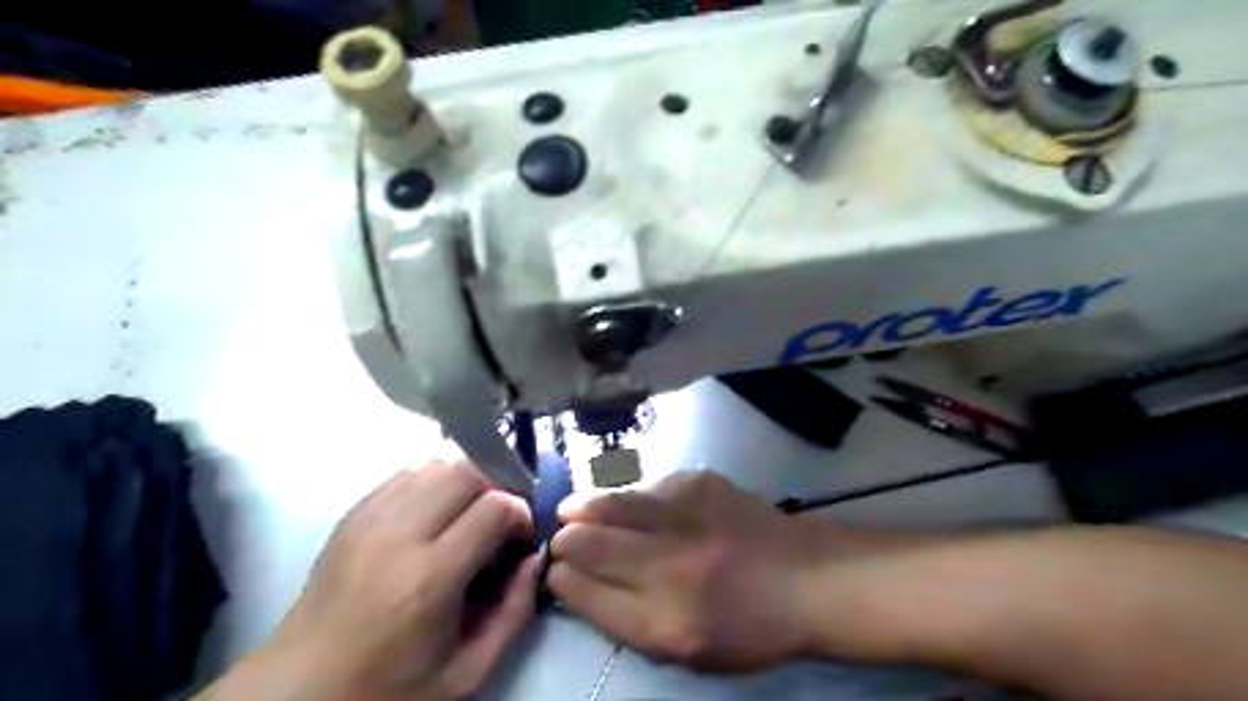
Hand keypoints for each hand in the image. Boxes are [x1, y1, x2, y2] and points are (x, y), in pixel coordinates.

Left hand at [220, 460, 541, 700]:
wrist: (300, 692)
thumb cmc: (390, 688)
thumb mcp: (468, 671)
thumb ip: (515, 611)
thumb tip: (536, 557)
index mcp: (429, 578)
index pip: (495, 507)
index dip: (520, 515)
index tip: (519, 541)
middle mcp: (398, 535)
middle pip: (466, 472)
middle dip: (495, 490)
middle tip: (496, 524)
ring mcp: (369, 519)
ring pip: (436, 465)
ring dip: (463, 484)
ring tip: (464, 518)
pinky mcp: (352, 514)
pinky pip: (406, 474)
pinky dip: (431, 485)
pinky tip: (431, 518)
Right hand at [553, 471, 826, 672]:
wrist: (805, 578)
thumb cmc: (747, 627)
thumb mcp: (685, 652)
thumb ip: (627, 622)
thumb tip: (580, 585)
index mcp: (663, 623)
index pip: (585, 594)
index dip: (561, 580)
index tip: (557, 572)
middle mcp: (670, 567)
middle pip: (589, 544)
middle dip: (565, 541)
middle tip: (563, 538)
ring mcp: (684, 517)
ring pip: (609, 504)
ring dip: (583, 507)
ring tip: (573, 509)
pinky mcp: (698, 482)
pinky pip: (644, 486)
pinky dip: (629, 497)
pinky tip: (631, 503)